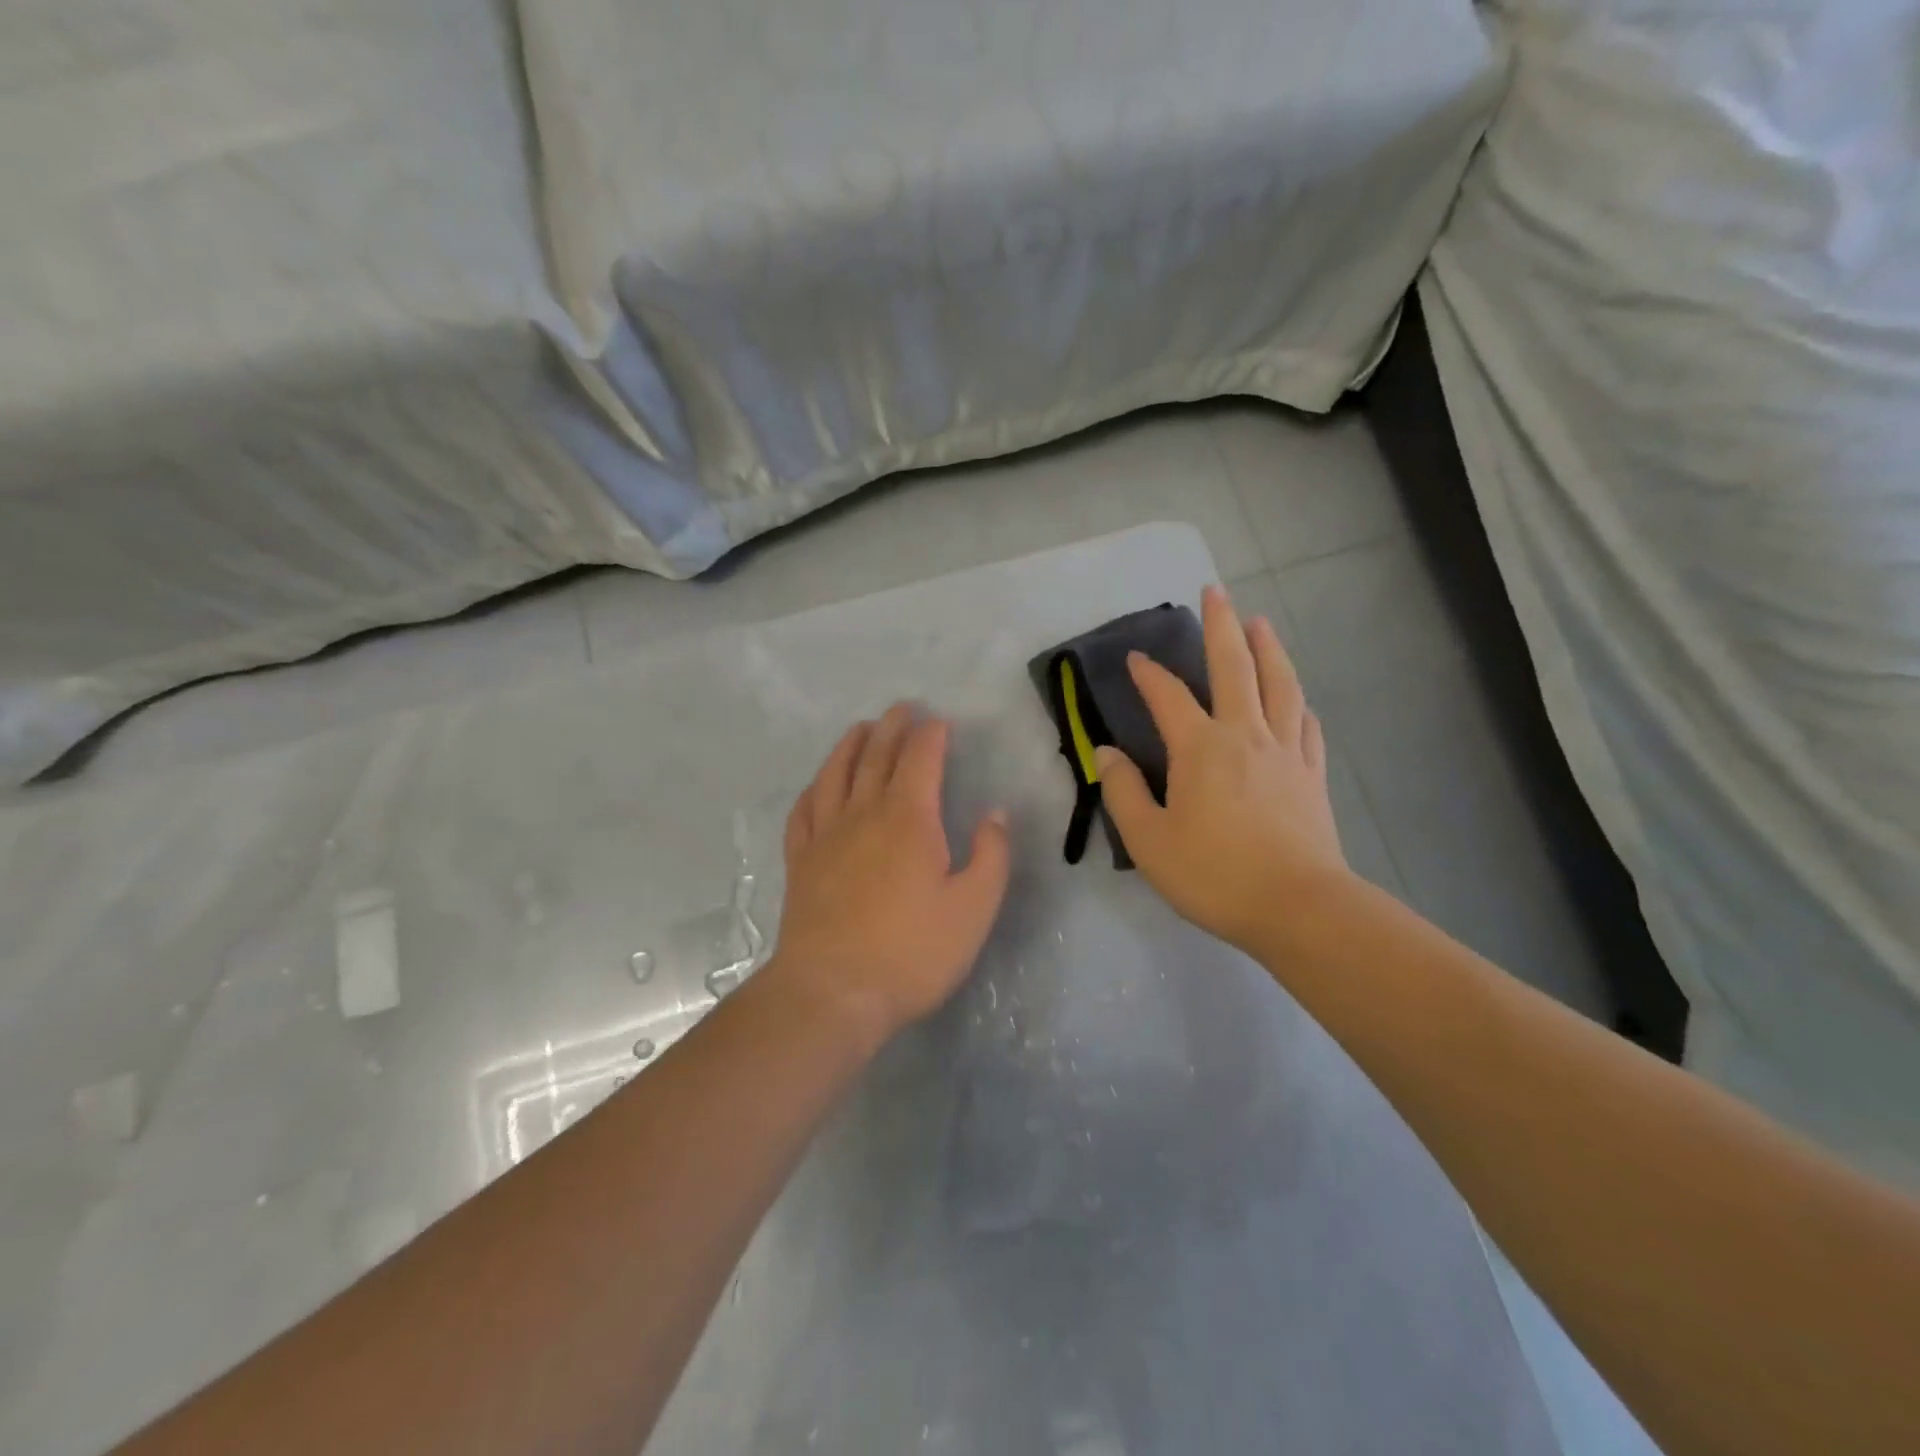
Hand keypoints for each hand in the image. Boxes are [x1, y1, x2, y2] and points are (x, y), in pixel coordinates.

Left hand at [769, 703, 1011, 1047]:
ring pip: (836, 773)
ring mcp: (826, 835)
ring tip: (861, 729)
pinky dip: (814, 788)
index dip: (932, 734)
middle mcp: (864, 813)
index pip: (921, 758)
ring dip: (850, 745)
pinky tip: (818, 785)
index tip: (941, 722)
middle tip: (903, 709)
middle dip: (893, 727)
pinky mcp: (801, 861)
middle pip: (877, 755)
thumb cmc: (912, 952)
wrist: (832, 992)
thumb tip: (995, 813)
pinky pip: (804, 810)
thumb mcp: (974, 908)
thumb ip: (991, 855)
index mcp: (909, 818)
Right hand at [1095, 584, 1349, 956]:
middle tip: (1216, 591)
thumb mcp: (1149, 840)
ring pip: (1279, 685)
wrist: (1298, 907)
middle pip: (1235, 667)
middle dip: (1222, 626)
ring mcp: (1286, 751)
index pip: (1168, 697)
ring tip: (1260, 622)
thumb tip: (1106, 754)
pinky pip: (1306, 725)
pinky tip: (1296, 697)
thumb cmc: (1214, 874)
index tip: (1136, 658)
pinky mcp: (1312, 774)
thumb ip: (1124, 792)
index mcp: (1201, 748)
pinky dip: (1297, 701)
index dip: (1149, 674)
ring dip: (1268, 648)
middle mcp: (1245, 735)